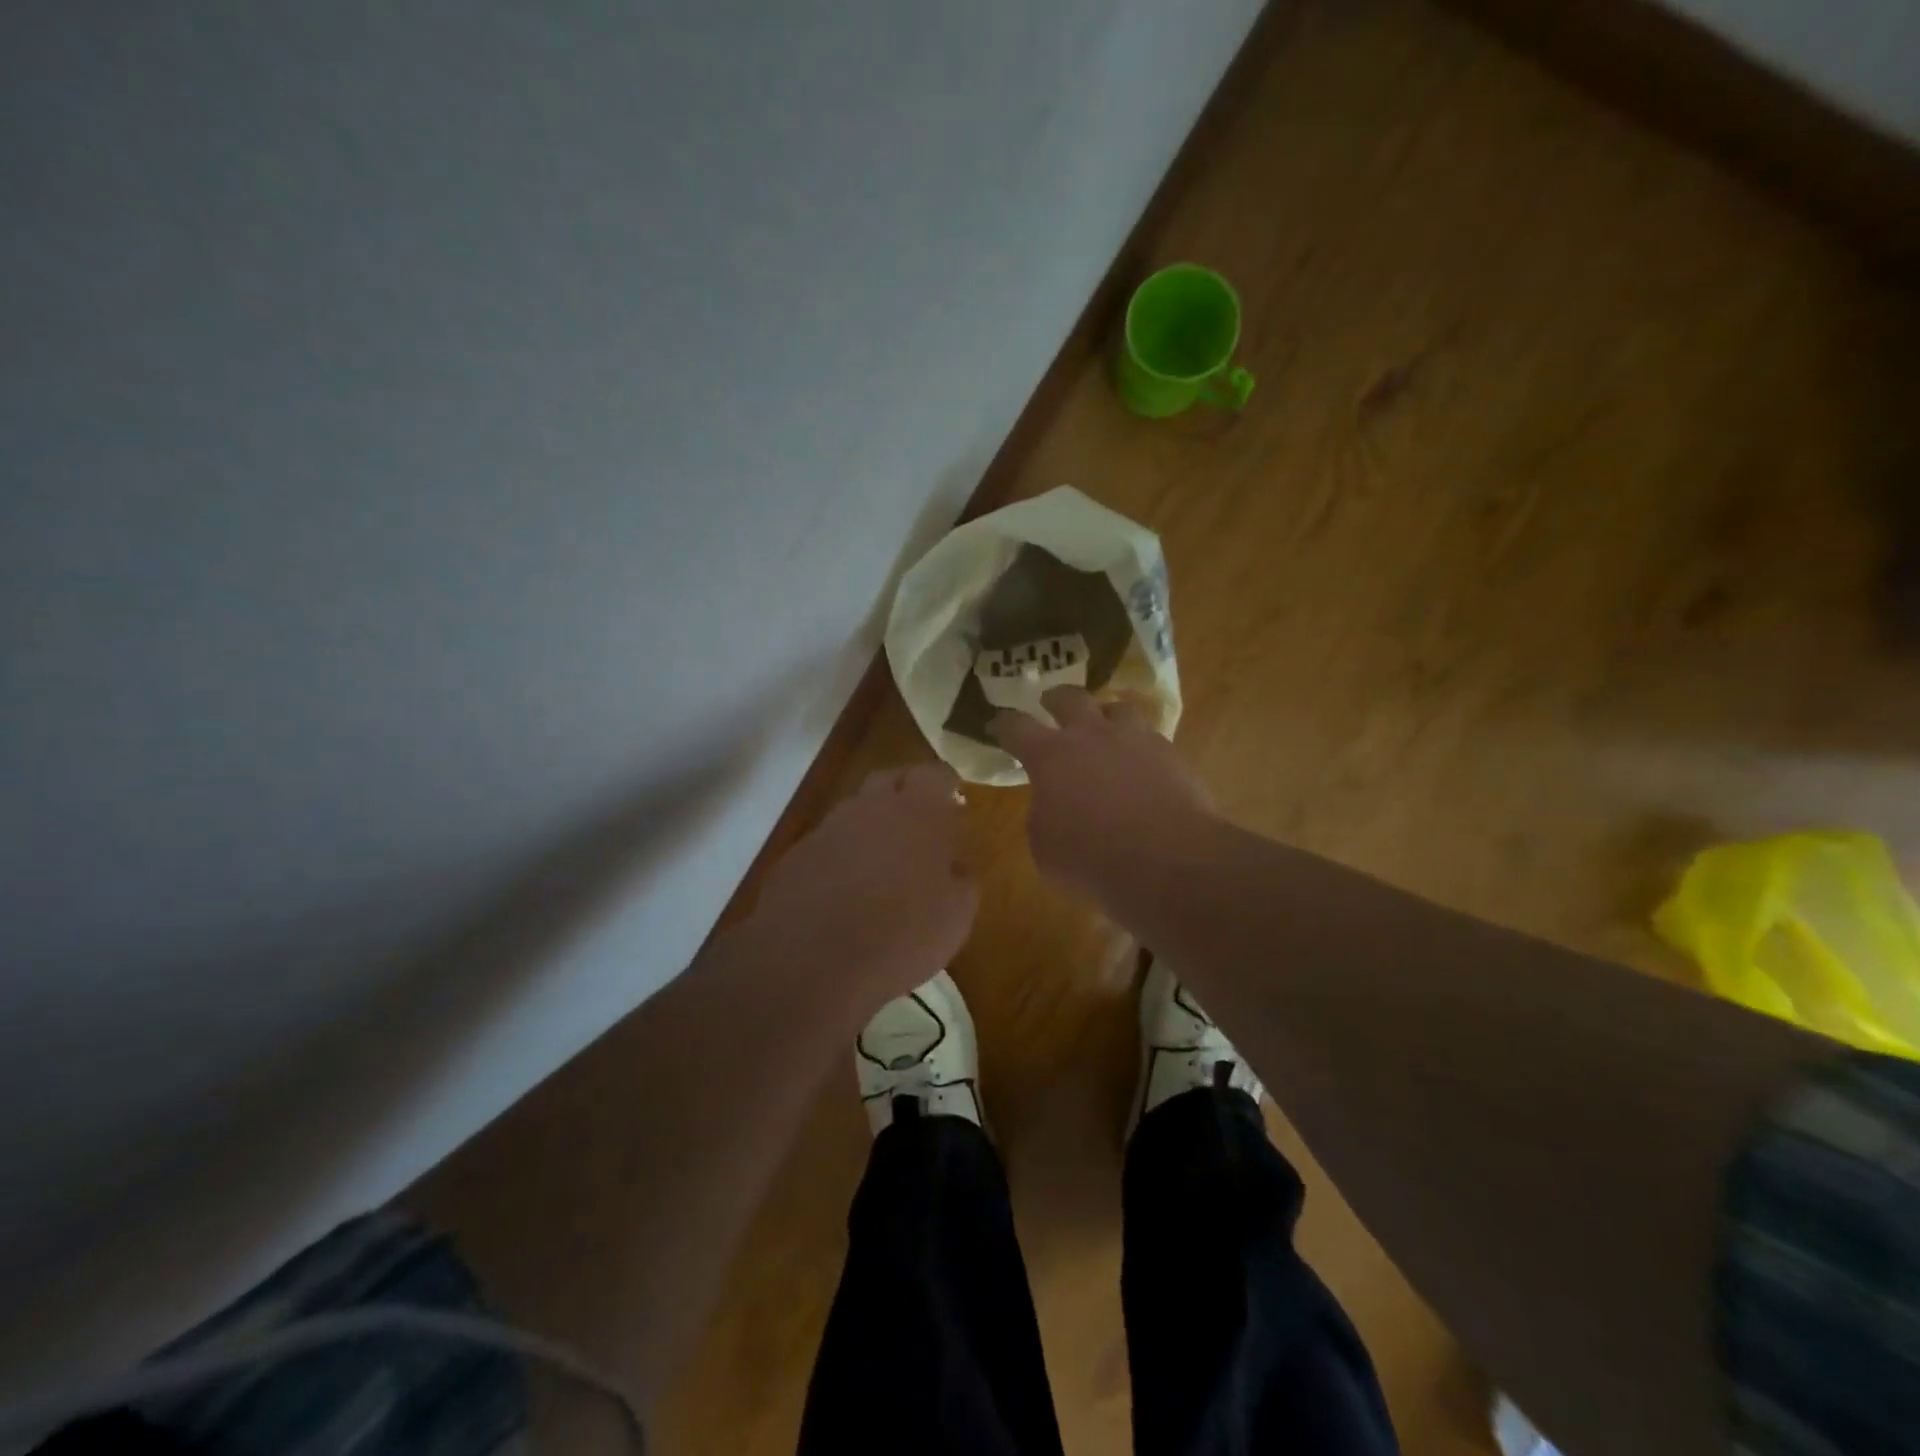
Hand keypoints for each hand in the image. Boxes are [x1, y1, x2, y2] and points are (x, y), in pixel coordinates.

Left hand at [747, 763, 976, 1015]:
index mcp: (918, 811)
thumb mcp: (957, 915)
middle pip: (889, 780)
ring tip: (882, 863)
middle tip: (919, 824)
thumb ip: (961, 880)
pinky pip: (827, 844)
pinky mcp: (796, 856)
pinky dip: (840, 857)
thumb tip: (954, 866)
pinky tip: (845, 891)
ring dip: (870, 827)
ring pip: (854, 812)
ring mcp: (828, 828)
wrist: (814, 961)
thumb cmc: (903, 934)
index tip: (954, 799)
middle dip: (905, 793)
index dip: (946, 784)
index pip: (936, 774)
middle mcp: (871, 807)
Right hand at [991, 687, 1215, 902]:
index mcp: (1050, 755)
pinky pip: (1148, 736)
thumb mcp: (1045, 846)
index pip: (1016, 727)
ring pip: (1116, 707)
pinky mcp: (1169, 753)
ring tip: (1103, 727)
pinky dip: (1137, 744)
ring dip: (1104, 715)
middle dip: (1055, 699)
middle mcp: (1091, 735)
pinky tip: (1139, 761)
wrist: (1168, 860)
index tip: (997, 725)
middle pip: (1069, 697)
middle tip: (1050, 704)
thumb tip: (1053, 804)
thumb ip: (1043, 814)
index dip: (1003, 724)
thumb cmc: (1092, 858)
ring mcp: (1134, 739)